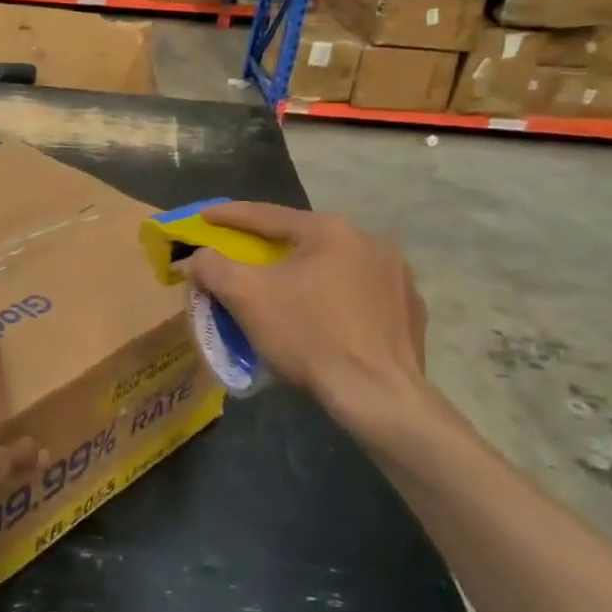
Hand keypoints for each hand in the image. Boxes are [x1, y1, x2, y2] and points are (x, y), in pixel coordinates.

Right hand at [183, 203, 440, 455]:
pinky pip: (361, 293)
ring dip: (306, 273)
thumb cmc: (308, 336)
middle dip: (268, 248)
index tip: (203, 216)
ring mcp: (397, 275)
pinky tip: (325, 318)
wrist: (378, 396)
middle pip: (303, 240)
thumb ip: (213, 266)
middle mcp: (370, 241)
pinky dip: (336, 298)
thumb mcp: (245, 297)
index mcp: (331, 231)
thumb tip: (200, 256)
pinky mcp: (411, 309)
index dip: (228, 215)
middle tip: (243, 258)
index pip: (267, 215)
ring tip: (285, 291)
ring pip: (335, 266)